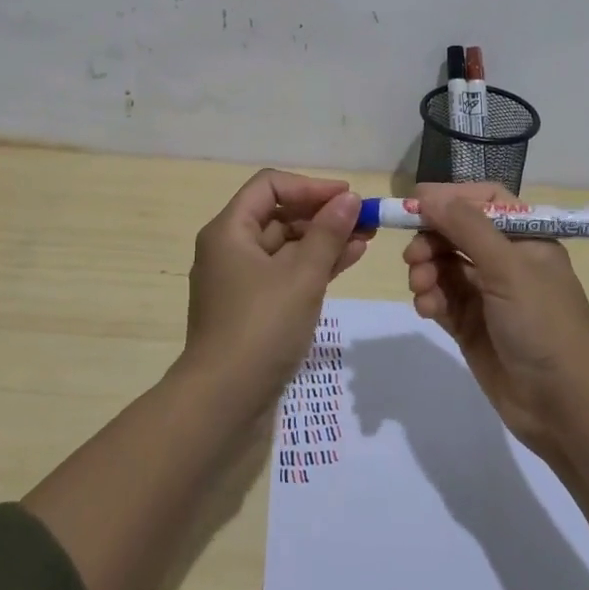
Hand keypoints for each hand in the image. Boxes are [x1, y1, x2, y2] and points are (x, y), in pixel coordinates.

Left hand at [181, 170, 367, 411]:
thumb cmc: (261, 328)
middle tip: (365, 220)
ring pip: (286, 246)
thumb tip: (350, 199)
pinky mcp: (252, 309)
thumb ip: (328, 233)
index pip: (270, 186)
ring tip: (366, 239)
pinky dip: (314, 266)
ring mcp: (239, 281)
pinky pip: (285, 273)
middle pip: (278, 214)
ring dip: (323, 240)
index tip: (349, 197)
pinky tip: (347, 261)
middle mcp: (229, 249)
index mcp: (229, 230)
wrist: (223, 403)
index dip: (311, 186)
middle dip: (322, 214)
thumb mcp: (302, 276)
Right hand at [402, 183, 588, 458]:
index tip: (416, 203)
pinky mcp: (471, 325)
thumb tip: (428, 196)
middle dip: (431, 239)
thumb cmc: (543, 324)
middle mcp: (506, 261)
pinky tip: (427, 309)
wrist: (563, 405)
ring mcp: (487, 294)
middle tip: (412, 256)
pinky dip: (429, 298)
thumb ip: (466, 226)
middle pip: (456, 232)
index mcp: (526, 238)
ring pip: (443, 265)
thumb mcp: (508, 267)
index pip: (484, 201)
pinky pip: (441, 298)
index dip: (451, 197)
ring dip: (426, 270)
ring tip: (421, 287)